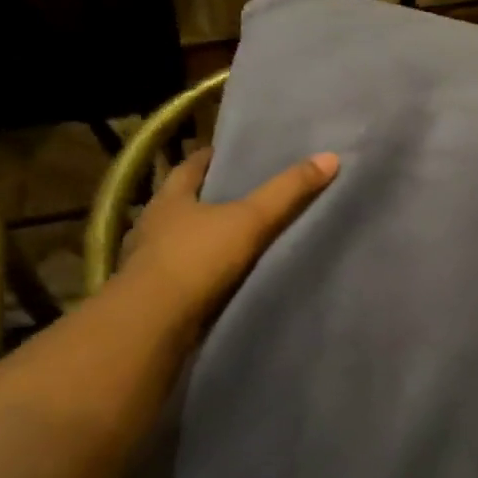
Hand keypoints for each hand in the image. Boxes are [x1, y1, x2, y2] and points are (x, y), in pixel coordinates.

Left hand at [120, 146, 338, 322]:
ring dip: (199, 237)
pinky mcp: (152, 294)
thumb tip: (330, 157)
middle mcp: (152, 224)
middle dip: (206, 197)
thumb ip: (288, 191)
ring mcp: (147, 261)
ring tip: (233, 236)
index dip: (210, 158)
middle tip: (239, 193)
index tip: (230, 154)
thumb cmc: (197, 258)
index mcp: (170, 198)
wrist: (153, 323)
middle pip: (181, 202)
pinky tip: (217, 276)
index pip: (190, 167)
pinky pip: (179, 273)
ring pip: (177, 239)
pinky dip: (197, 271)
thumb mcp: (251, 219)